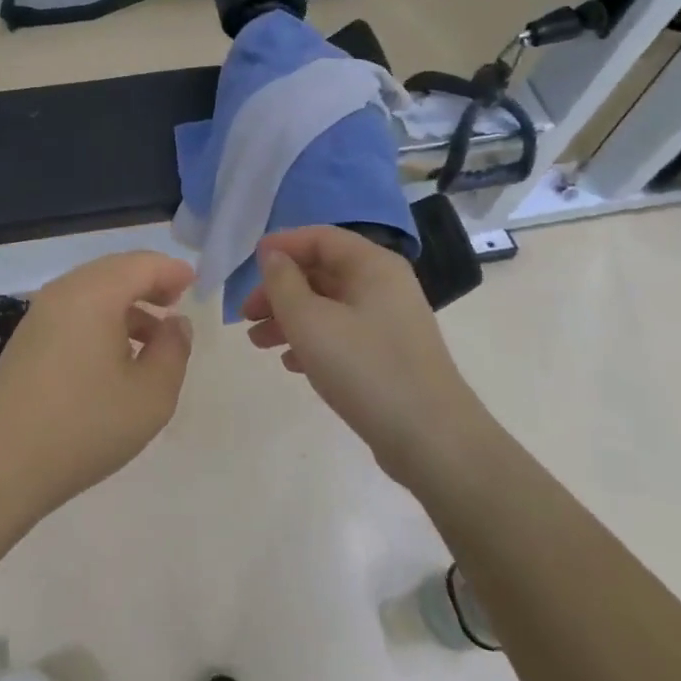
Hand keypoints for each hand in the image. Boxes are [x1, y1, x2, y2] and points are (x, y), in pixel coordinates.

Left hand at [0, 251, 194, 516]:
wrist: (3, 463)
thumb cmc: (85, 425)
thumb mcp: (150, 395)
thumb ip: (173, 351)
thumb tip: (176, 323)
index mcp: (94, 293)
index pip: (141, 264)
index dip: (171, 270)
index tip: (194, 284)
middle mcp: (64, 291)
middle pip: (114, 270)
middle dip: (148, 282)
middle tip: (176, 302)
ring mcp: (40, 312)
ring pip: (92, 289)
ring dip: (126, 302)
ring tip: (153, 335)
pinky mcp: (28, 337)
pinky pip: (74, 309)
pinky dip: (101, 316)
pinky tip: (115, 353)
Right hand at [243, 226, 469, 485]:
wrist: (433, 443)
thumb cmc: (366, 369)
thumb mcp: (310, 321)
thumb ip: (283, 282)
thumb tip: (273, 257)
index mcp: (373, 265)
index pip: (320, 237)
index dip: (282, 245)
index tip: (249, 265)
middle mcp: (385, 285)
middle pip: (322, 272)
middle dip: (280, 290)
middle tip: (247, 314)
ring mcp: (390, 322)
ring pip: (329, 306)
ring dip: (290, 318)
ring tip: (258, 343)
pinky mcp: (390, 356)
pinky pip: (343, 334)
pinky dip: (313, 341)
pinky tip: (291, 364)